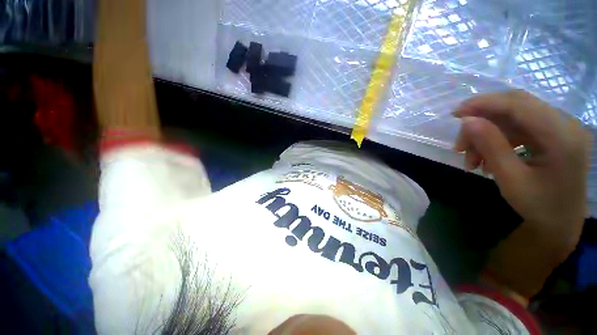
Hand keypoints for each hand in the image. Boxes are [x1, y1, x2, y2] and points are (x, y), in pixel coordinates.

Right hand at [453, 90, 591, 297]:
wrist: (559, 225)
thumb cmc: (538, 209)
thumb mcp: (511, 181)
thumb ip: (490, 148)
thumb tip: (467, 122)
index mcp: (560, 136)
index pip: (518, 103)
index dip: (483, 103)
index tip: (453, 114)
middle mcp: (562, 125)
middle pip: (515, 107)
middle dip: (480, 120)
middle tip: (459, 142)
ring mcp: (557, 130)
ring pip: (513, 116)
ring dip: (487, 132)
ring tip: (471, 156)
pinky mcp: (550, 136)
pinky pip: (517, 127)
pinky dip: (496, 137)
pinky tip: (486, 156)